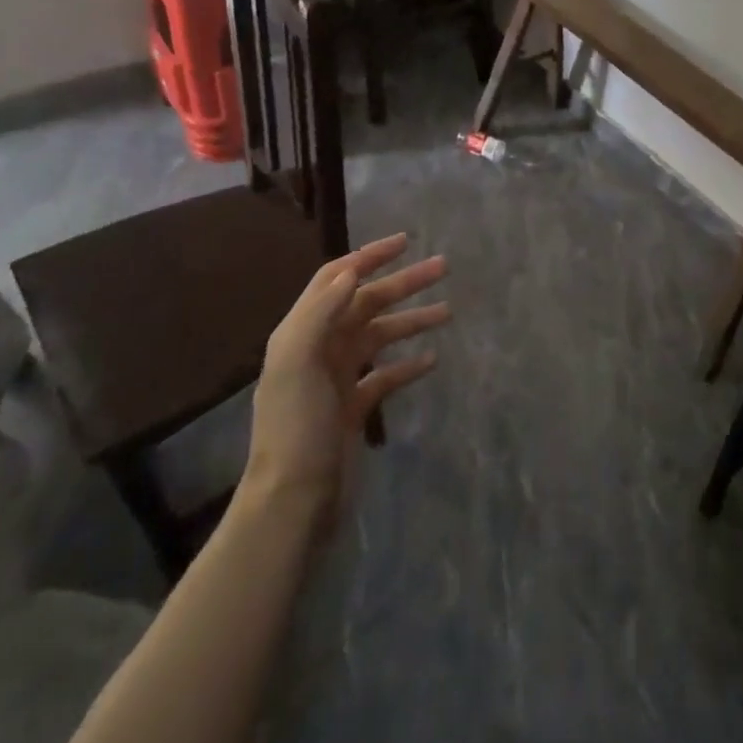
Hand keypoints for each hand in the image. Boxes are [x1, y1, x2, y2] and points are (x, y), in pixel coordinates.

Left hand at [244, 234, 448, 510]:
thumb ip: (320, 312)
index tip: (406, 241)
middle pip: (366, 303)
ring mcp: (338, 379)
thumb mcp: (297, 363)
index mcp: (302, 332)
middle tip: (443, 267)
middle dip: (403, 283)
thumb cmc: (296, 427)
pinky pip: (386, 375)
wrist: (294, 500)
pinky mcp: (354, 408)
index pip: (337, 278)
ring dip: (411, 319)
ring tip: (448, 311)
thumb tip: (350, 271)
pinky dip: (408, 364)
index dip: (369, 256)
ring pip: (381, 336)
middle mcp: (319, 348)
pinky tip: (432, 359)